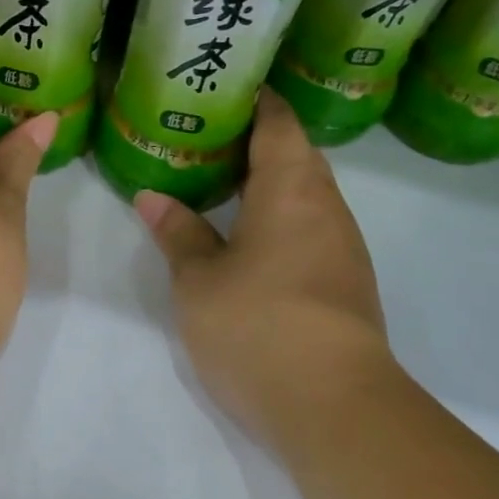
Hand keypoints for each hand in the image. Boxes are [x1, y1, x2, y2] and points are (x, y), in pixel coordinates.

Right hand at [135, 90, 392, 435]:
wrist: (334, 406)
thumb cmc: (257, 324)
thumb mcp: (199, 279)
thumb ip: (178, 232)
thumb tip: (152, 196)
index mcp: (291, 188)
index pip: (277, 121)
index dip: (252, 99)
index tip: (218, 91)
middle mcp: (326, 206)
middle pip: (296, 154)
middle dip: (253, 141)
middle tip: (201, 139)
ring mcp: (343, 246)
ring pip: (305, 194)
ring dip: (267, 182)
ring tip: (217, 183)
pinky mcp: (345, 281)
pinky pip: (311, 227)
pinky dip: (279, 217)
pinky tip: (247, 237)